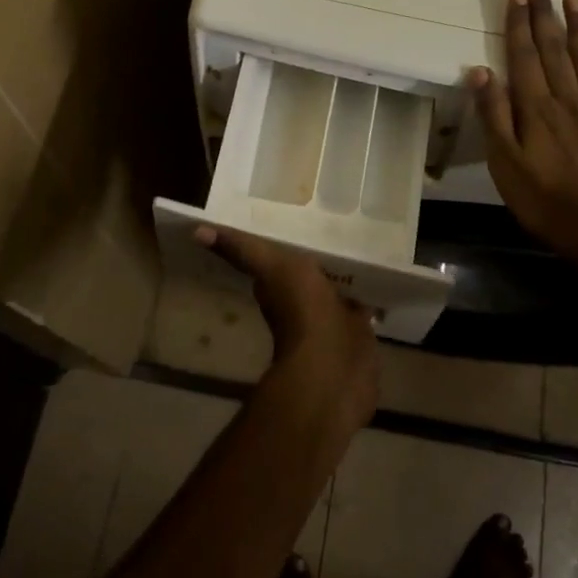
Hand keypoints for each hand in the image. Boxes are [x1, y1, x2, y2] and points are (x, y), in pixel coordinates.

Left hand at [196, 226, 379, 433]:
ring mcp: (335, 318)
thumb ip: (242, 250)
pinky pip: (365, 303)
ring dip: (347, 272)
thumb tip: (196, 232)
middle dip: (323, 253)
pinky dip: (370, 292)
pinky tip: (381, 274)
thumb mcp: (273, 268)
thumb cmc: (302, 313)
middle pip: (314, 270)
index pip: (283, 256)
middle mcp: (307, 301)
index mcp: (283, 285)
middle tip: (339, 221)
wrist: (335, 367)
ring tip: (363, 242)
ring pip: (340, 287)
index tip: (301, 211)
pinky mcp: (360, 330)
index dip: (289, 239)